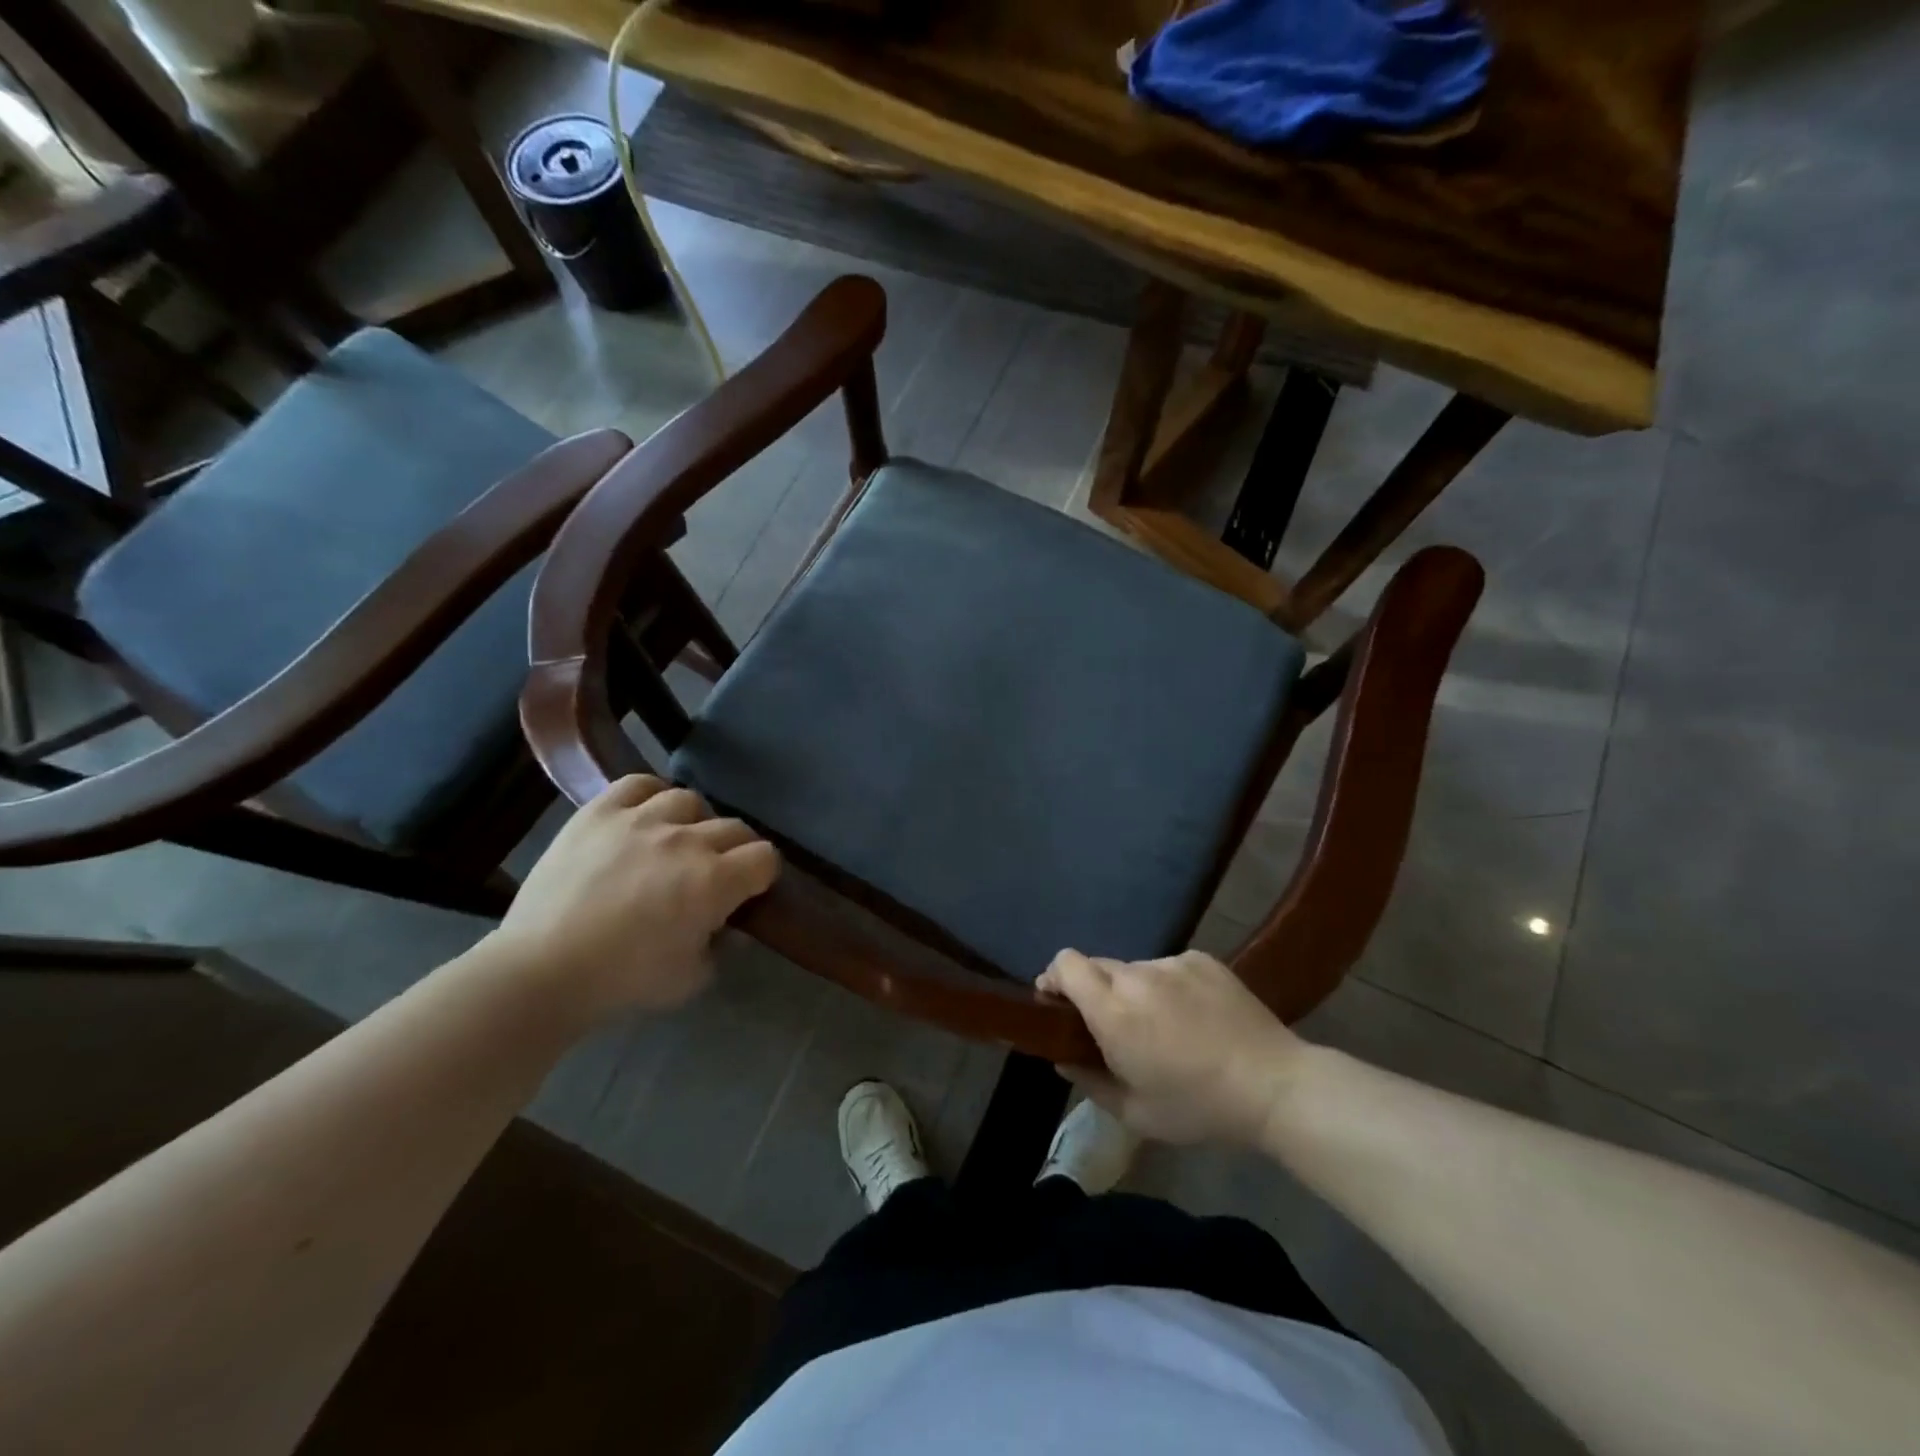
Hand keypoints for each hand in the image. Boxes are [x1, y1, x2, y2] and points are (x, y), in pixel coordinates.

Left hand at [486, 775, 778, 1021]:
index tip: (748, 891)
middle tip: (715, 873)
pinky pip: (639, 784)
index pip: (765, 858)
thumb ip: (721, 947)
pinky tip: (645, 816)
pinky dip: (651, 796)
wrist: (541, 970)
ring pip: (690, 800)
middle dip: (735, 851)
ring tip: (676, 841)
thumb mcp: (691, 978)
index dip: (762, 875)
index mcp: (714, 881)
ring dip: (694, 822)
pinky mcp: (600, 812)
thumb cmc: (622, 980)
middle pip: (734, 827)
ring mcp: (641, 820)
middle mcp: (686, 840)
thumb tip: (730, 926)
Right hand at [1036, 949, 1308, 1145]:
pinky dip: (1167, 986)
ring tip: (1162, 1025)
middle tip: (1113, 1026)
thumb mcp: (1135, 1113)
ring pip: (1134, 968)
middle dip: (1094, 991)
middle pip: (1096, 965)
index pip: (1065, 964)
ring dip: (1132, 990)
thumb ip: (1088, 1081)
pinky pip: (1168, 967)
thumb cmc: (1198, 1107)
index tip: (1058, 1003)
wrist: (1274, 1085)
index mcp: (1113, 1011)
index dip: (1054, 977)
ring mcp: (1172, 963)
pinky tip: (1193, 1015)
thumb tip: (1061, 1058)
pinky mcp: (1201, 959)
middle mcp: (1136, 976)